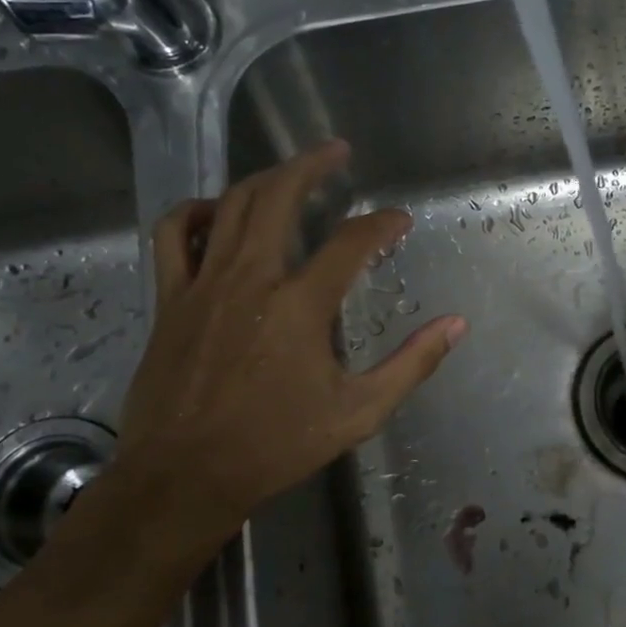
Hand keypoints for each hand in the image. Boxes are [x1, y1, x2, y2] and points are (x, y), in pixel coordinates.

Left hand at [110, 140, 465, 554]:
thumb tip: (455, 325)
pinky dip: (194, 212)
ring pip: (229, 205)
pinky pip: (173, 235)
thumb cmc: (276, 446)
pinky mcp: (170, 299)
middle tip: (337, 150)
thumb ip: (410, 364)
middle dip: (313, 165)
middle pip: (279, 196)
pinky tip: (214, 212)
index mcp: (301, 305)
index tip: (399, 221)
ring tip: (287, 171)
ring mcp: (204, 284)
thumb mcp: (358, 412)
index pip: (351, 242)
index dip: (381, 224)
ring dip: (262, 178)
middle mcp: (251, 279)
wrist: (185, 476)